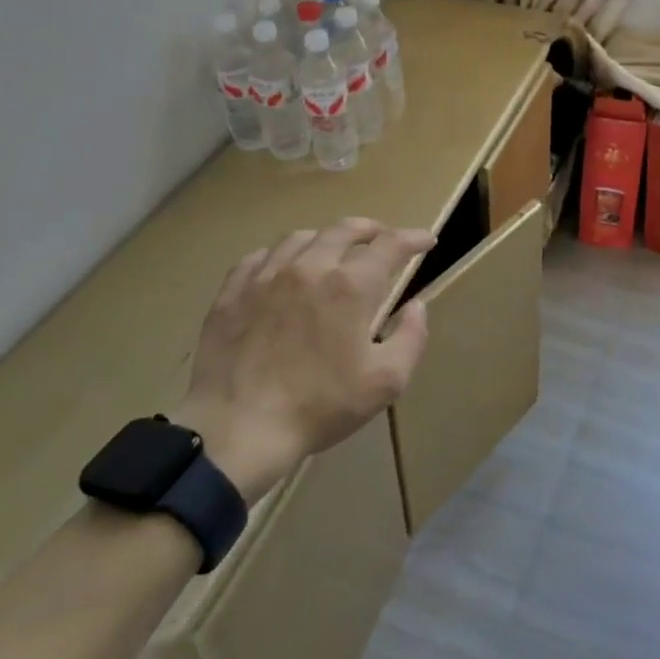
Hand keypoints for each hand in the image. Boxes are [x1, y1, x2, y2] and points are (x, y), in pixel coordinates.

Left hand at [179, 218, 437, 501]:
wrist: (237, 429)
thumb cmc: (319, 406)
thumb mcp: (386, 381)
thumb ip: (411, 337)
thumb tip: (416, 306)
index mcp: (350, 285)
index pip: (390, 244)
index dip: (413, 238)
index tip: (426, 241)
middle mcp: (310, 266)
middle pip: (345, 229)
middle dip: (371, 230)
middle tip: (382, 239)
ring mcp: (266, 275)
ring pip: (302, 237)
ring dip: (326, 238)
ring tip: (333, 251)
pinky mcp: (233, 291)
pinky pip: (260, 256)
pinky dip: (282, 255)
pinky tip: (283, 269)